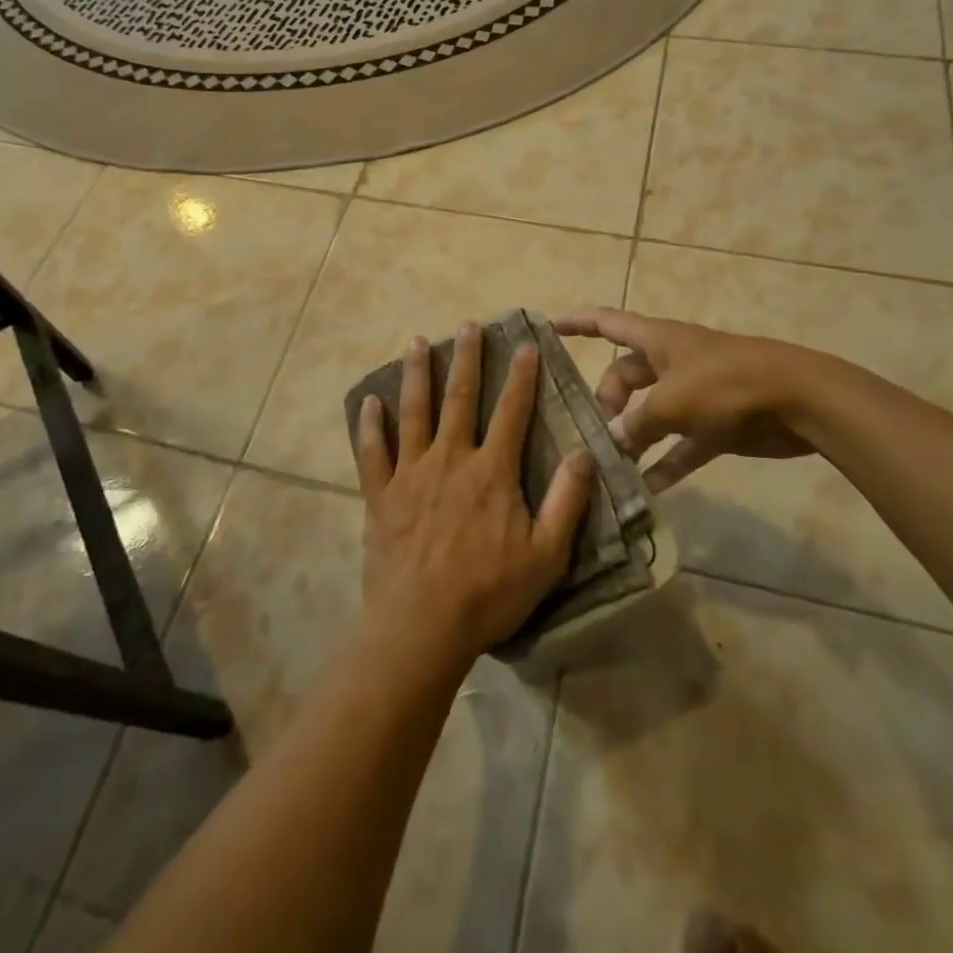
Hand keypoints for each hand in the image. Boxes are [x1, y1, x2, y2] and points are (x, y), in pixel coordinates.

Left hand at [356, 324, 593, 663]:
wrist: (421, 626)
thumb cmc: (488, 593)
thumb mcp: (545, 555)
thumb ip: (566, 502)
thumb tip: (583, 453)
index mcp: (491, 472)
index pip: (512, 412)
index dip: (521, 376)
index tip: (525, 344)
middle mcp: (450, 459)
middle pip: (459, 398)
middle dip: (466, 359)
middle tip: (468, 325)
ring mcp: (410, 474)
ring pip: (414, 412)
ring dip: (416, 375)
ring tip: (417, 342)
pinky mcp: (381, 495)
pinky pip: (372, 452)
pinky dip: (370, 425)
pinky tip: (369, 402)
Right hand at [551, 307, 816, 490]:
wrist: (799, 399)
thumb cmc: (727, 383)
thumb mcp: (671, 401)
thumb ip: (636, 423)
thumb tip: (612, 441)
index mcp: (657, 340)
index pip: (606, 323)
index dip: (575, 324)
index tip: (545, 330)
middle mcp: (671, 363)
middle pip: (624, 377)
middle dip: (606, 402)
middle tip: (595, 435)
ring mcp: (694, 394)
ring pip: (650, 414)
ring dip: (633, 438)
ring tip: (611, 467)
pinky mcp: (716, 425)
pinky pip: (681, 445)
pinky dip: (666, 463)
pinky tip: (648, 489)